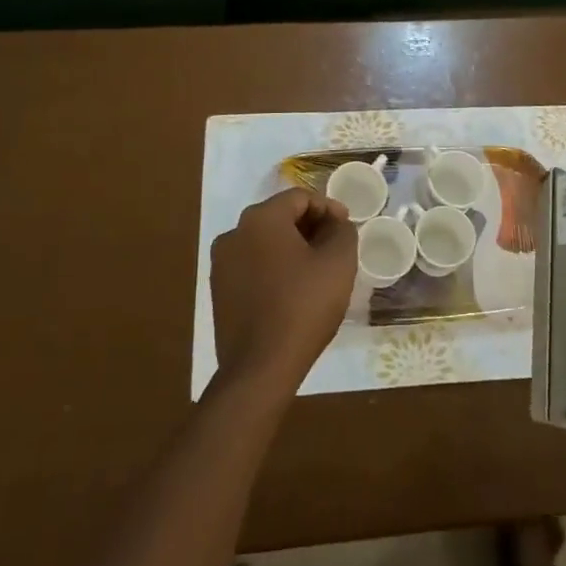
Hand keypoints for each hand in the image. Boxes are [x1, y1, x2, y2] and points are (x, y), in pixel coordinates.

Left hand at [211, 188, 355, 392]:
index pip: (300, 198)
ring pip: (264, 242)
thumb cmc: (303, 306)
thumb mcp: (338, 262)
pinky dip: (274, 268)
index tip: (347, 227)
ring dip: (292, 248)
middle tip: (335, 246)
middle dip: (310, 227)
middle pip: (280, 217)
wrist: (260, 368)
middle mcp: (234, 232)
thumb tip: (336, 224)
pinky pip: (252, 265)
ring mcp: (222, 262)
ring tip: (316, 269)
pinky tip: (293, 289)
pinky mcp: (219, 290)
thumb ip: (342, 231)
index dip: (328, 208)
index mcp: (261, 218)